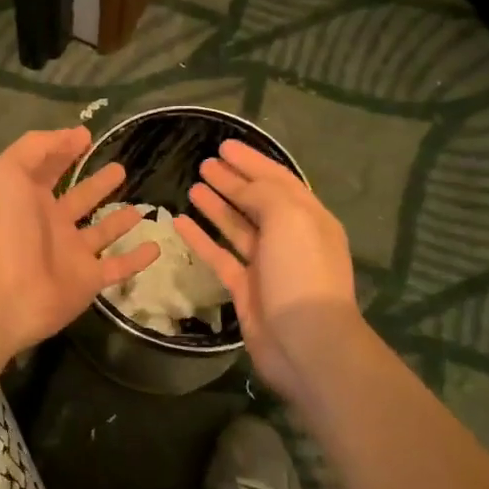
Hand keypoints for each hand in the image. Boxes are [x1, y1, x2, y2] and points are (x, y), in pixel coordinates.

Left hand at [0, 127, 158, 364]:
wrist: (7, 291)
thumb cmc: (7, 226)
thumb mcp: (9, 171)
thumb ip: (37, 146)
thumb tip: (76, 134)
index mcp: (29, 197)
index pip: (49, 168)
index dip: (64, 150)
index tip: (88, 136)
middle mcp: (51, 223)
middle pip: (80, 198)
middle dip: (98, 183)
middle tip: (121, 169)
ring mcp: (71, 253)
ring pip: (101, 232)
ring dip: (119, 221)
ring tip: (140, 208)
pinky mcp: (89, 280)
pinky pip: (118, 267)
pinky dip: (137, 259)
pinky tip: (156, 247)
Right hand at [173, 139, 361, 398]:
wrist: (305, 342)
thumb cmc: (301, 272)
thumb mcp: (290, 218)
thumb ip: (265, 194)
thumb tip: (244, 187)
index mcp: (309, 218)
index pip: (278, 179)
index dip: (252, 161)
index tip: (224, 145)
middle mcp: (290, 237)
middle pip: (257, 201)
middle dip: (233, 180)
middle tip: (205, 162)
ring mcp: (266, 264)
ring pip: (238, 226)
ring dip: (217, 205)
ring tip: (194, 184)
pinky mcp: (245, 288)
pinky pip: (220, 255)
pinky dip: (201, 238)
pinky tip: (180, 222)